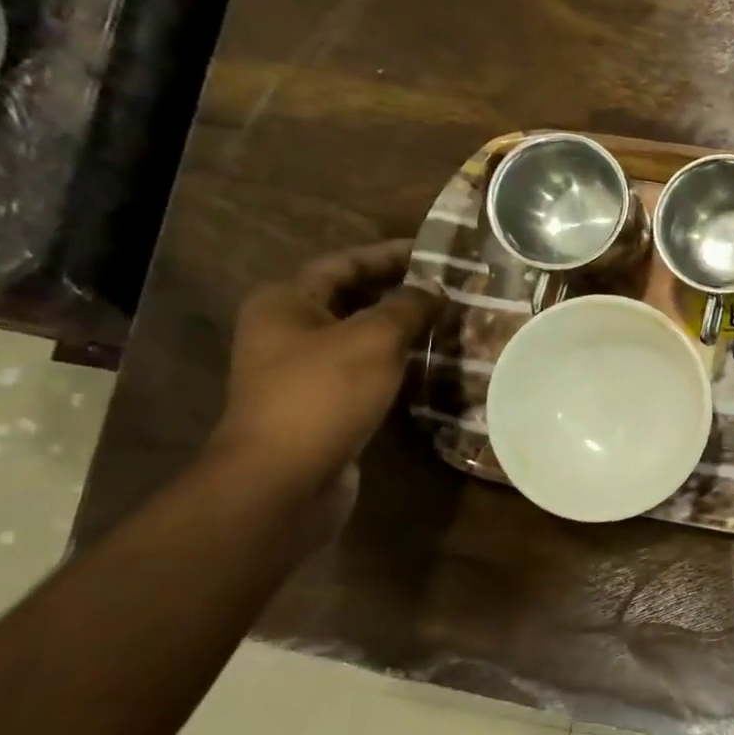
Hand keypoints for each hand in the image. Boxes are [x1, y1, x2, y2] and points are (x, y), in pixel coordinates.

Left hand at [205, 241, 443, 536]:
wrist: (283, 481)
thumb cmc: (323, 395)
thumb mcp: (373, 339)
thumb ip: (407, 307)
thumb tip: (434, 287)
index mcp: (286, 302)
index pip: (345, 263)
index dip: (390, 255)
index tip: (435, 253)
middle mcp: (287, 330)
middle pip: (351, 298)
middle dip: (399, 293)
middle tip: (449, 288)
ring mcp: (301, 371)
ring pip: (360, 337)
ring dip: (401, 330)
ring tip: (448, 323)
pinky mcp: (321, 405)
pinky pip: (364, 370)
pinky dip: (395, 363)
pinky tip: (429, 364)